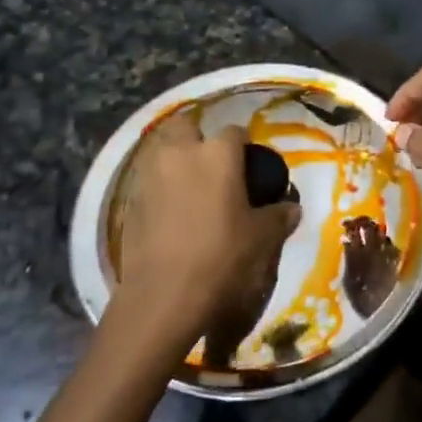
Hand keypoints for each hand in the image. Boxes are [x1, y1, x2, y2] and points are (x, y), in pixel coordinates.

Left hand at [111, 111, 300, 367]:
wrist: (164, 296)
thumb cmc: (222, 258)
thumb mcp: (261, 239)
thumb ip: (278, 217)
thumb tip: (292, 208)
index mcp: (217, 154)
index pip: (235, 132)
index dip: (243, 145)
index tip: (249, 164)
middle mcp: (180, 154)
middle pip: (186, 125)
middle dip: (198, 137)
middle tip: (213, 165)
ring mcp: (149, 175)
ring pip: (162, 150)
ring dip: (175, 160)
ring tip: (191, 187)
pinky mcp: (129, 201)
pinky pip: (148, 181)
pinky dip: (159, 187)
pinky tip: (171, 211)